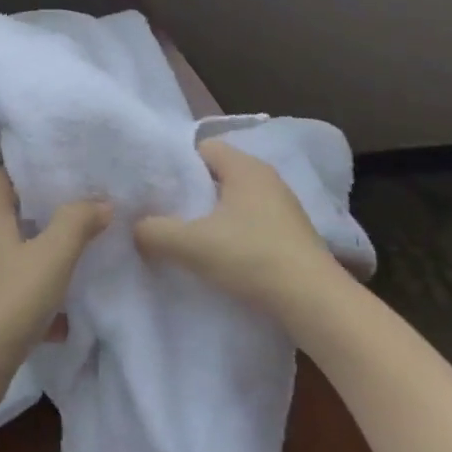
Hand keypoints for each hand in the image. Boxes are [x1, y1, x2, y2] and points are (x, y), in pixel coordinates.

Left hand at [0, 168, 110, 414]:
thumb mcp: (52, 254)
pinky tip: (66, 319)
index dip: (18, 166)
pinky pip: (18, 303)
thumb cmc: (9, 299)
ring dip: (32, 259)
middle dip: (26, 213)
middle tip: (59, 209)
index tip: (46, 158)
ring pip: (8, 262)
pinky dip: (40, 307)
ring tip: (66, 257)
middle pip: (0, 220)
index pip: (0, 181)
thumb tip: (101, 202)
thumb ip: (77, 223)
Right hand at [133, 139, 337, 316]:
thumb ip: (154, 231)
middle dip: (192, 192)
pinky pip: (252, 223)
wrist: (315, 303)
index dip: (177, 165)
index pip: (202, 148)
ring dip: (213, 217)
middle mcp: (266, 178)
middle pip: (217, 175)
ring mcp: (284, 207)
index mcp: (244, 166)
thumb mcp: (191, 244)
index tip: (157, 188)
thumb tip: (136, 227)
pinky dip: (234, 234)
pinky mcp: (293, 235)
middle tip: (165, 214)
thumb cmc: (251, 257)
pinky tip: (221, 258)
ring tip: (189, 239)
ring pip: (235, 201)